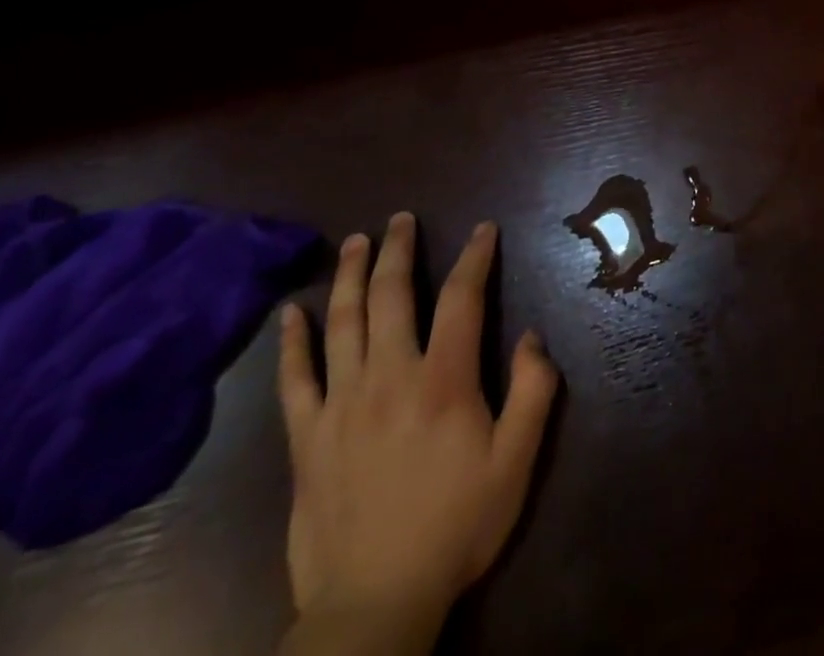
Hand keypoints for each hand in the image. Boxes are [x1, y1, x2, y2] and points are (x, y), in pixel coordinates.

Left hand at [278, 215, 557, 653]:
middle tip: (402, 219)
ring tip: (356, 242)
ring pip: (343, 323)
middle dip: (399, 250)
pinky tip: (289, 312)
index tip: (483, 229)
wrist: (373, 605)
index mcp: (444, 380)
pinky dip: (291, 342)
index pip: (462, 298)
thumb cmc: (455, 526)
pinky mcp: (306, 439)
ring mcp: (341, 405)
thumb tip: (531, 335)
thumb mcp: (516, 462)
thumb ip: (533, 392)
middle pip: (392, 296)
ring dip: (350, 276)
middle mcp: (389, 377)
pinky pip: (294, 380)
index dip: (475, 257)